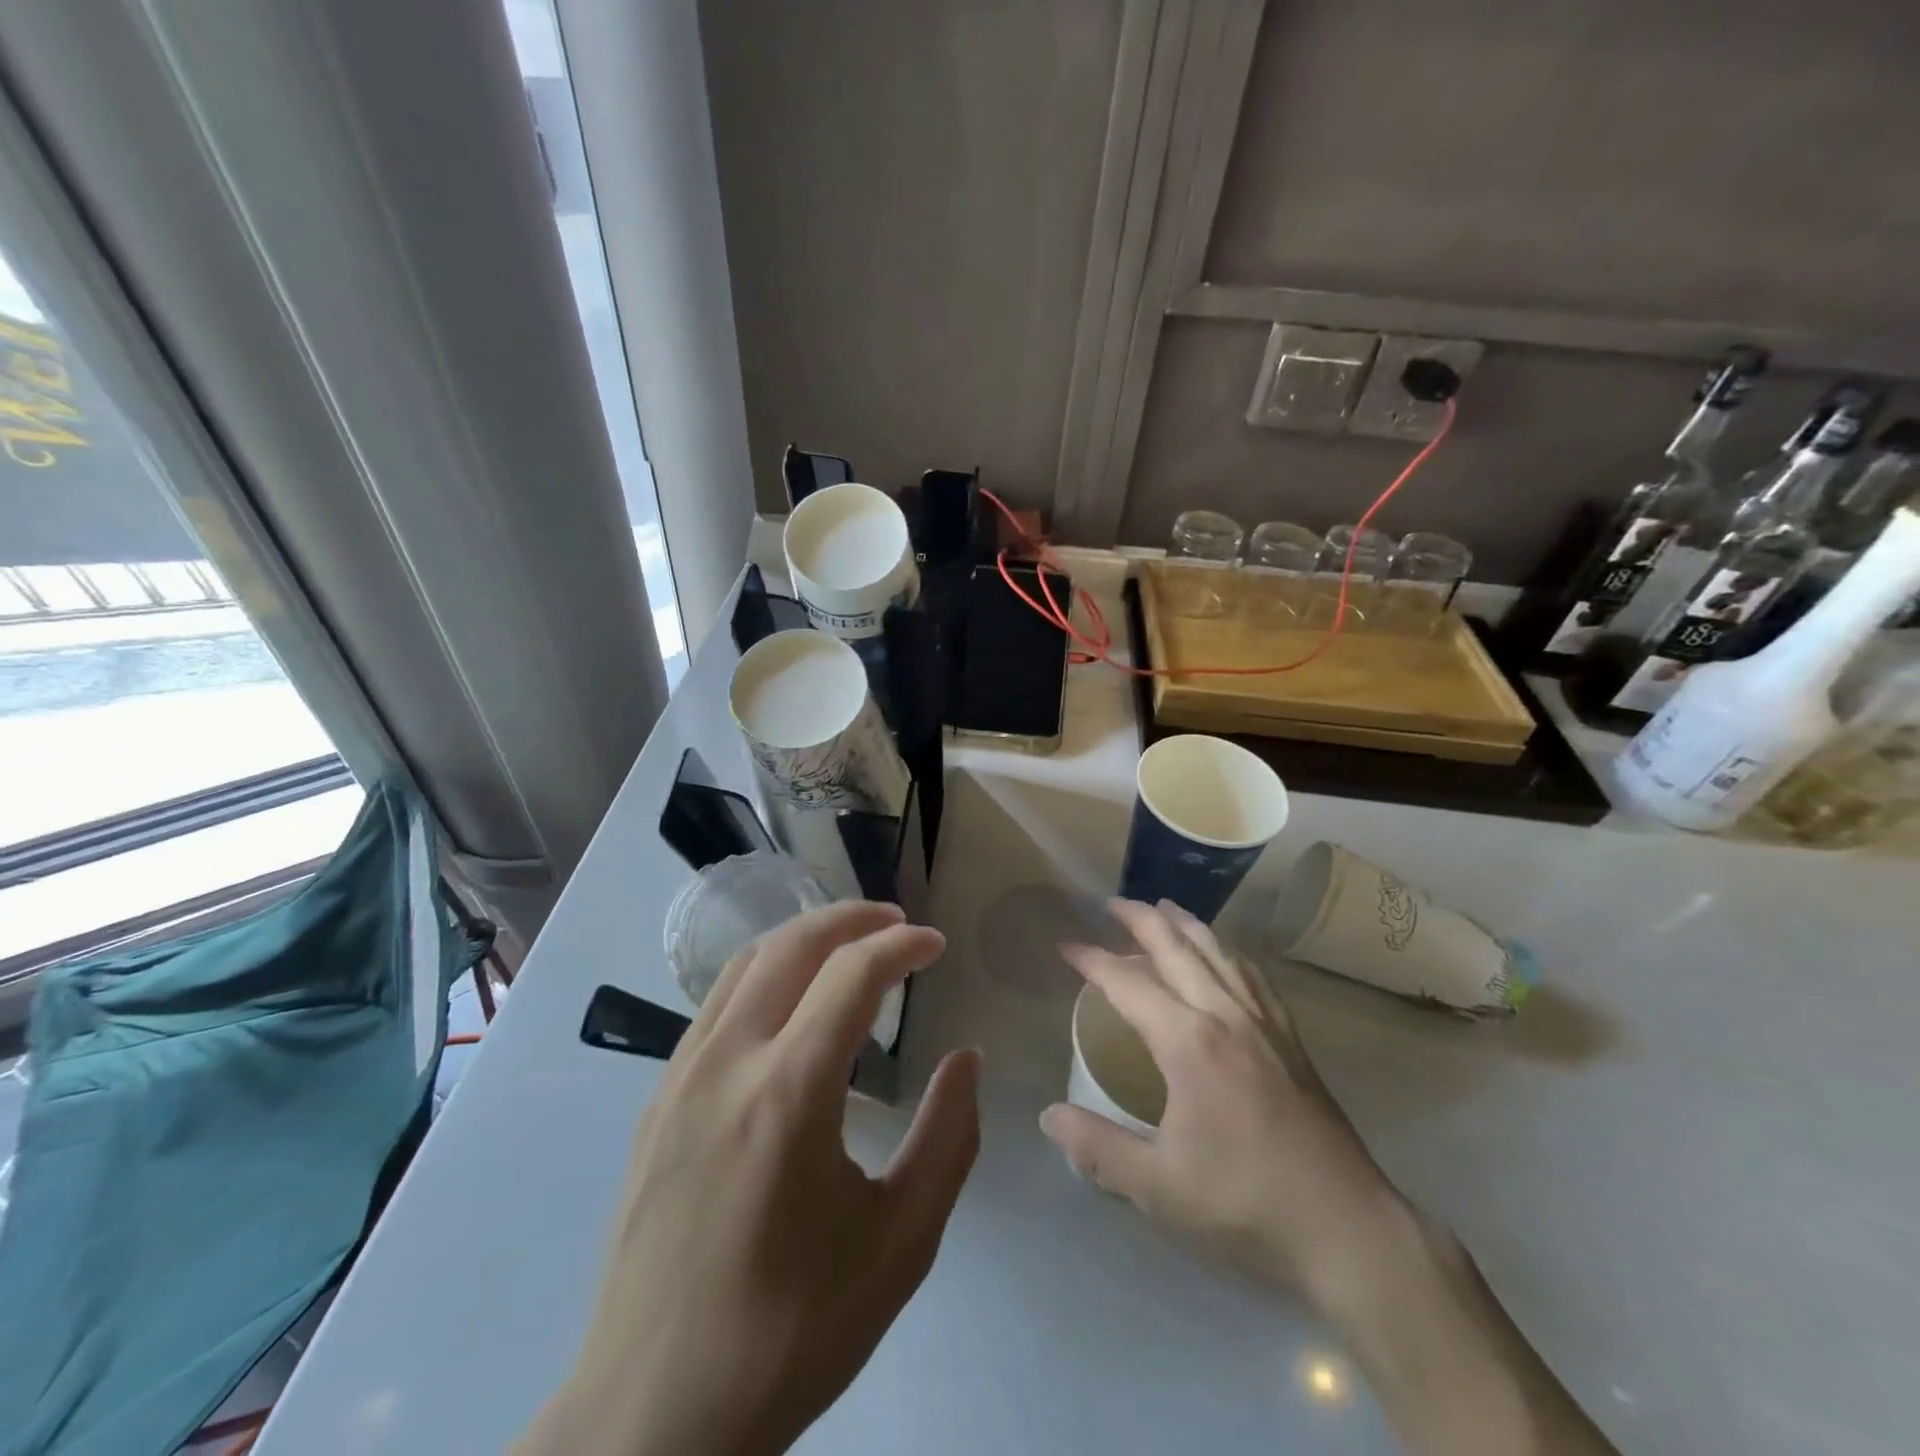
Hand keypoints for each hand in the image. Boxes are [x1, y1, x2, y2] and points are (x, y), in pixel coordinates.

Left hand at [517, 901, 980, 1455]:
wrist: (653, 1417)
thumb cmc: (791, 1332)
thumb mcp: (901, 1243)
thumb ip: (948, 1137)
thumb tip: (965, 1060)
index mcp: (788, 1093)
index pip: (852, 974)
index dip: (902, 946)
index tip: (936, 946)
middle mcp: (727, 1062)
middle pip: (791, 945)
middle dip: (851, 918)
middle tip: (897, 923)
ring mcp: (680, 1076)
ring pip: (745, 963)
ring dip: (804, 937)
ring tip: (849, 945)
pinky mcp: (656, 1100)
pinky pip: (717, 1003)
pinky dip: (766, 973)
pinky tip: (791, 1004)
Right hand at [1042, 901, 1618, 1455]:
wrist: (1347, 1230)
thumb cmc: (1246, 1205)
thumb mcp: (1159, 1188)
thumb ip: (1098, 1148)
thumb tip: (1048, 1116)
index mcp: (1189, 1043)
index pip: (1129, 983)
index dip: (1094, 960)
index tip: (1067, 945)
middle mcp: (1226, 1016)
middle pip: (1178, 949)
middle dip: (1141, 920)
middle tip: (1112, 903)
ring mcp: (1264, 1024)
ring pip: (1219, 953)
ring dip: (1186, 925)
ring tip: (1163, 908)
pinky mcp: (1291, 1040)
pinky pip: (1254, 976)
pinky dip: (1229, 952)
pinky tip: (1225, 955)